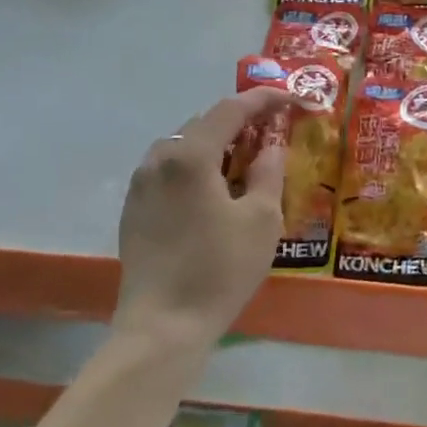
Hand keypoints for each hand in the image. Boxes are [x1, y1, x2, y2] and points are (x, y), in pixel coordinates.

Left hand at [113, 88, 292, 346]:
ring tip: (245, 159)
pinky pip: (169, 169)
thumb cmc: (219, 269)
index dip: (264, 99)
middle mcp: (158, 159)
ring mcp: (140, 184)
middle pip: (204, 123)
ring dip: (216, 143)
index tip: (292, 98)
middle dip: (240, 121)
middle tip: (272, 131)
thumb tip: (271, 144)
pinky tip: (214, 188)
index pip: (231, 109)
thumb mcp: (261, 218)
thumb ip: (269, 171)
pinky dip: (196, 165)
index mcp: (190, 155)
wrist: (163, 328)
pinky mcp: (133, 208)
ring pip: (183, 145)